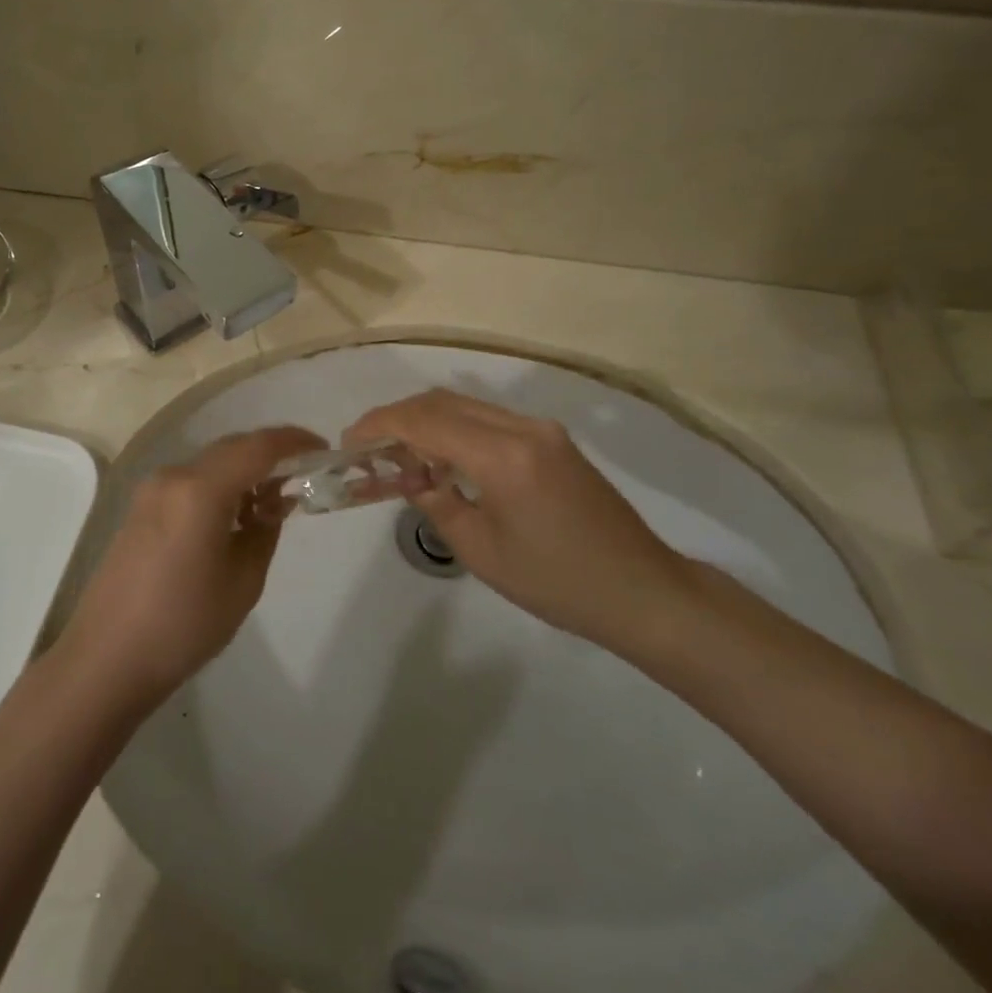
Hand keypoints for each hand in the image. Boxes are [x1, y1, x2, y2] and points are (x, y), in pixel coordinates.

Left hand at [62, 426, 325, 706]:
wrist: (106, 659)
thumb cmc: (183, 624)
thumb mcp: (243, 581)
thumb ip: (265, 531)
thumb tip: (271, 505)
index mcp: (200, 488)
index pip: (258, 446)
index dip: (294, 442)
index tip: (323, 449)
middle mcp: (173, 476)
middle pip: (232, 449)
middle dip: (270, 456)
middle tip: (303, 476)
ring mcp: (151, 491)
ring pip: (210, 465)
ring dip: (243, 472)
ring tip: (272, 502)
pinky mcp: (140, 509)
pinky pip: (190, 483)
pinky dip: (219, 487)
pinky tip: (235, 516)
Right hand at [346, 390, 687, 648]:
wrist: (641, 590)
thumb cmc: (557, 582)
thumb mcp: (481, 550)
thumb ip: (435, 502)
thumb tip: (408, 475)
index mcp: (503, 456)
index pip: (425, 420)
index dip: (380, 424)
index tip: (349, 441)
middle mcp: (522, 428)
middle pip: (442, 402)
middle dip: (398, 418)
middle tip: (369, 448)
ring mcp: (541, 430)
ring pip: (465, 406)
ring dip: (425, 421)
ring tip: (398, 456)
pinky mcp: (552, 440)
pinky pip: (489, 420)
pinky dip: (454, 430)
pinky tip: (441, 460)